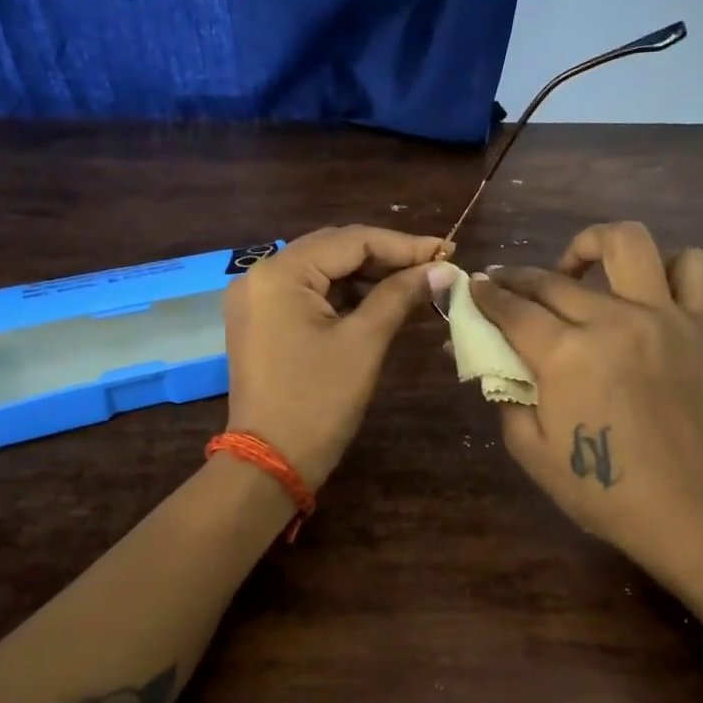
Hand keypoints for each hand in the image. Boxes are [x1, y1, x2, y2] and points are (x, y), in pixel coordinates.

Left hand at [223, 226, 451, 488]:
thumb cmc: (318, 401)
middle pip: (332, 249)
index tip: (446, 252)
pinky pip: (307, 294)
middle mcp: (260, 275)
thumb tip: (443, 268)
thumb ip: (400, 295)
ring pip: (321, 270)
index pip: (350, 240)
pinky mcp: (260, 321)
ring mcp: (256, 299)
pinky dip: (343, 296)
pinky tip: (379, 301)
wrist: (270, 462)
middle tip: (433, 267)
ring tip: (413, 284)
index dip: (403, 245)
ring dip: (366, 276)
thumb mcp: (364, 343)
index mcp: (280, 273)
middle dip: (385, 257)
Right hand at [457, 222, 702, 577]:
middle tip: (506, 287)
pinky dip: (669, 265)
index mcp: (564, 355)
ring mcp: (662, 317)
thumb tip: (484, 352)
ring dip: (592, 245)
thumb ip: (503, 390)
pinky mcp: (699, 326)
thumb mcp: (529, 447)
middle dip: (517, 277)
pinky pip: (693, 267)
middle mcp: (611, 320)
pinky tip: (645, 288)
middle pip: (552, 278)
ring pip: (627, 242)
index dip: (486, 294)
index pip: (511, 307)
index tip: (473, 286)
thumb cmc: (598, 488)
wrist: (682, 508)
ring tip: (578, 269)